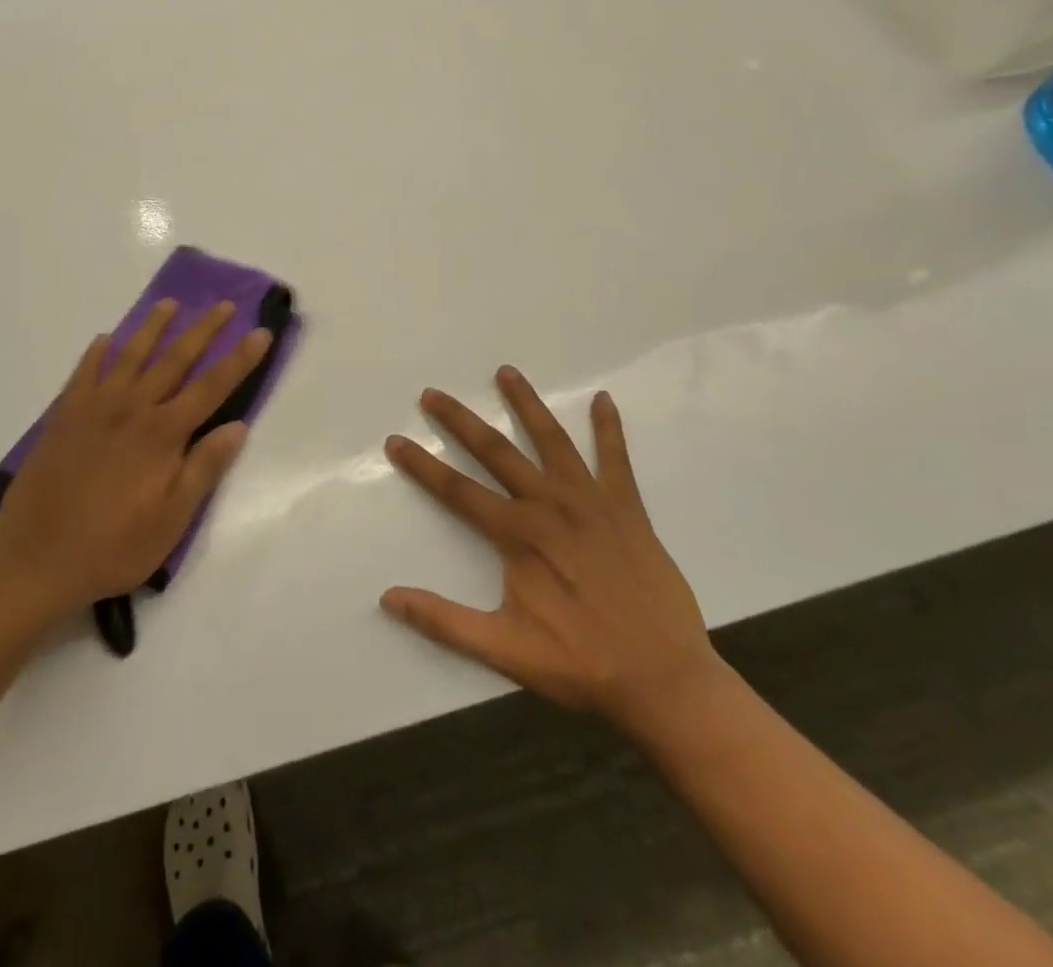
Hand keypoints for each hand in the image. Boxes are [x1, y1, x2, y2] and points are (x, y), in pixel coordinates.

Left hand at [0, 299, 273, 621]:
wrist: (37, 561)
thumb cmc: (113, 547)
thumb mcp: (171, 520)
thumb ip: (204, 469)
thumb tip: (238, 426)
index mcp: (162, 434)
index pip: (212, 386)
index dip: (239, 358)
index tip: (260, 332)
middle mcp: (131, 409)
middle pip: (174, 359)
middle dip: (203, 330)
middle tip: (223, 304)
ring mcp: (93, 408)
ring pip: (129, 355)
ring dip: (152, 327)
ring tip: (169, 304)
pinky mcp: (63, 417)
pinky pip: (83, 373)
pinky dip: (96, 353)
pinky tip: (104, 340)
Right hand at [381, 367, 721, 731]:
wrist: (664, 680)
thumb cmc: (580, 664)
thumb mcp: (504, 649)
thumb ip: (444, 621)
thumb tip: (388, 598)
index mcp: (519, 536)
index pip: (457, 491)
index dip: (422, 466)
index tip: (395, 440)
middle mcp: (550, 506)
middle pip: (496, 452)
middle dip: (460, 421)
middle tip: (432, 394)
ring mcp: (591, 502)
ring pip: (552, 441)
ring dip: (526, 404)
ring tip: (506, 372)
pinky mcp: (627, 509)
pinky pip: (616, 459)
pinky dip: (609, 428)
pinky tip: (604, 400)